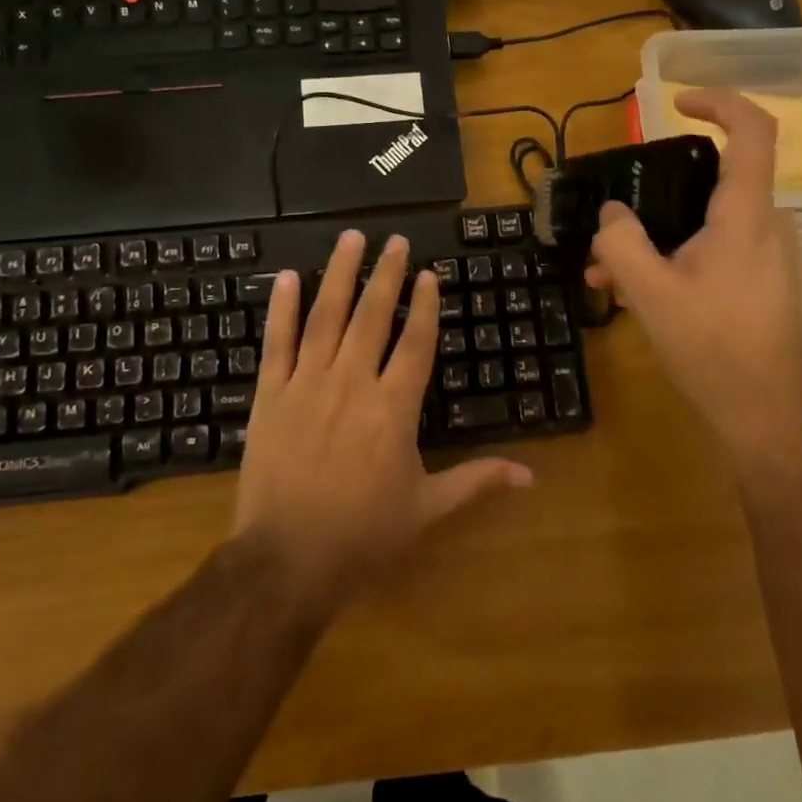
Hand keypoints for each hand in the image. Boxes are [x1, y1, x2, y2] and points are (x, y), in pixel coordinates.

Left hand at [233, 230, 532, 612]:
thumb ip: (476, 482)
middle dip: (386, 275)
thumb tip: (531, 476)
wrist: (287, 560)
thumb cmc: (364, 536)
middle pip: (372, 317)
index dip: (424, 305)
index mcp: (394, 408)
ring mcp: (307, 385)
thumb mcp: (427, 510)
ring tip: (351, 240)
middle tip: (395, 240)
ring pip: (325, 317)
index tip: (428, 274)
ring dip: (339, 275)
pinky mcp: (270, 395)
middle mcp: (352, 384)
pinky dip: (282, 308)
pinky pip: (277, 343)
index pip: (415, 343)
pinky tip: (289, 277)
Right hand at [586, 88, 801, 461]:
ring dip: (654, 237)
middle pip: (711, 181)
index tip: (676, 104)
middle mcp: (765, 225)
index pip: (752, 131)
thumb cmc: (712, 347)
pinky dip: (673, 258)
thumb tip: (611, 214)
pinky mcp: (760, 281)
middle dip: (652, 197)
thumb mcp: (649, 293)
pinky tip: (636, 295)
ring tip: (605, 274)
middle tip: (609, 224)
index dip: (719, 102)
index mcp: (745, 215)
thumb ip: (621, 243)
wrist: (766, 412)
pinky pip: (713, 249)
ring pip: (704, 222)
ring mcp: (767, 255)